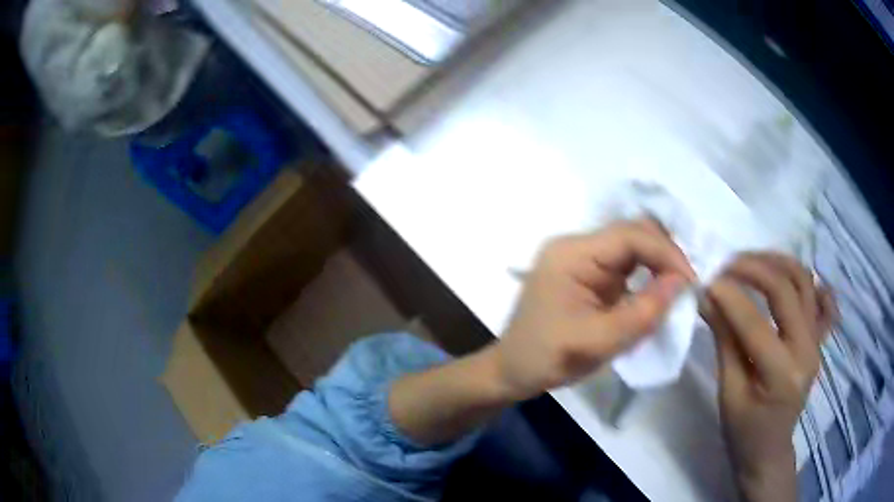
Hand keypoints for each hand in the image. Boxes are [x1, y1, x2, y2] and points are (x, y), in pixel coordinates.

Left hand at [492, 219, 695, 400]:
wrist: (511, 370)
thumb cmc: (547, 358)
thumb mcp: (599, 342)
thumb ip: (643, 312)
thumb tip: (681, 282)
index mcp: (572, 254)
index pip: (630, 236)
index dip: (666, 253)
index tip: (691, 282)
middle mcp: (576, 246)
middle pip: (632, 234)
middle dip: (664, 255)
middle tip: (686, 284)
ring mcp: (580, 258)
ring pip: (630, 247)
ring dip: (656, 263)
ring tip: (676, 288)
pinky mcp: (585, 273)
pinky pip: (623, 264)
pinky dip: (644, 275)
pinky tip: (656, 291)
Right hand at [700, 253, 836, 501]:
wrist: (770, 449)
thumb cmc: (744, 432)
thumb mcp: (728, 393)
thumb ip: (724, 342)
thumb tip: (707, 298)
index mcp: (783, 375)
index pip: (756, 324)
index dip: (729, 297)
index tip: (706, 280)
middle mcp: (808, 350)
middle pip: (787, 288)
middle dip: (754, 268)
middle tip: (726, 265)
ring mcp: (818, 340)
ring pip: (804, 281)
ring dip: (776, 262)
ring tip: (750, 261)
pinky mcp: (819, 338)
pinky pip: (820, 297)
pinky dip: (807, 280)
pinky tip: (789, 274)